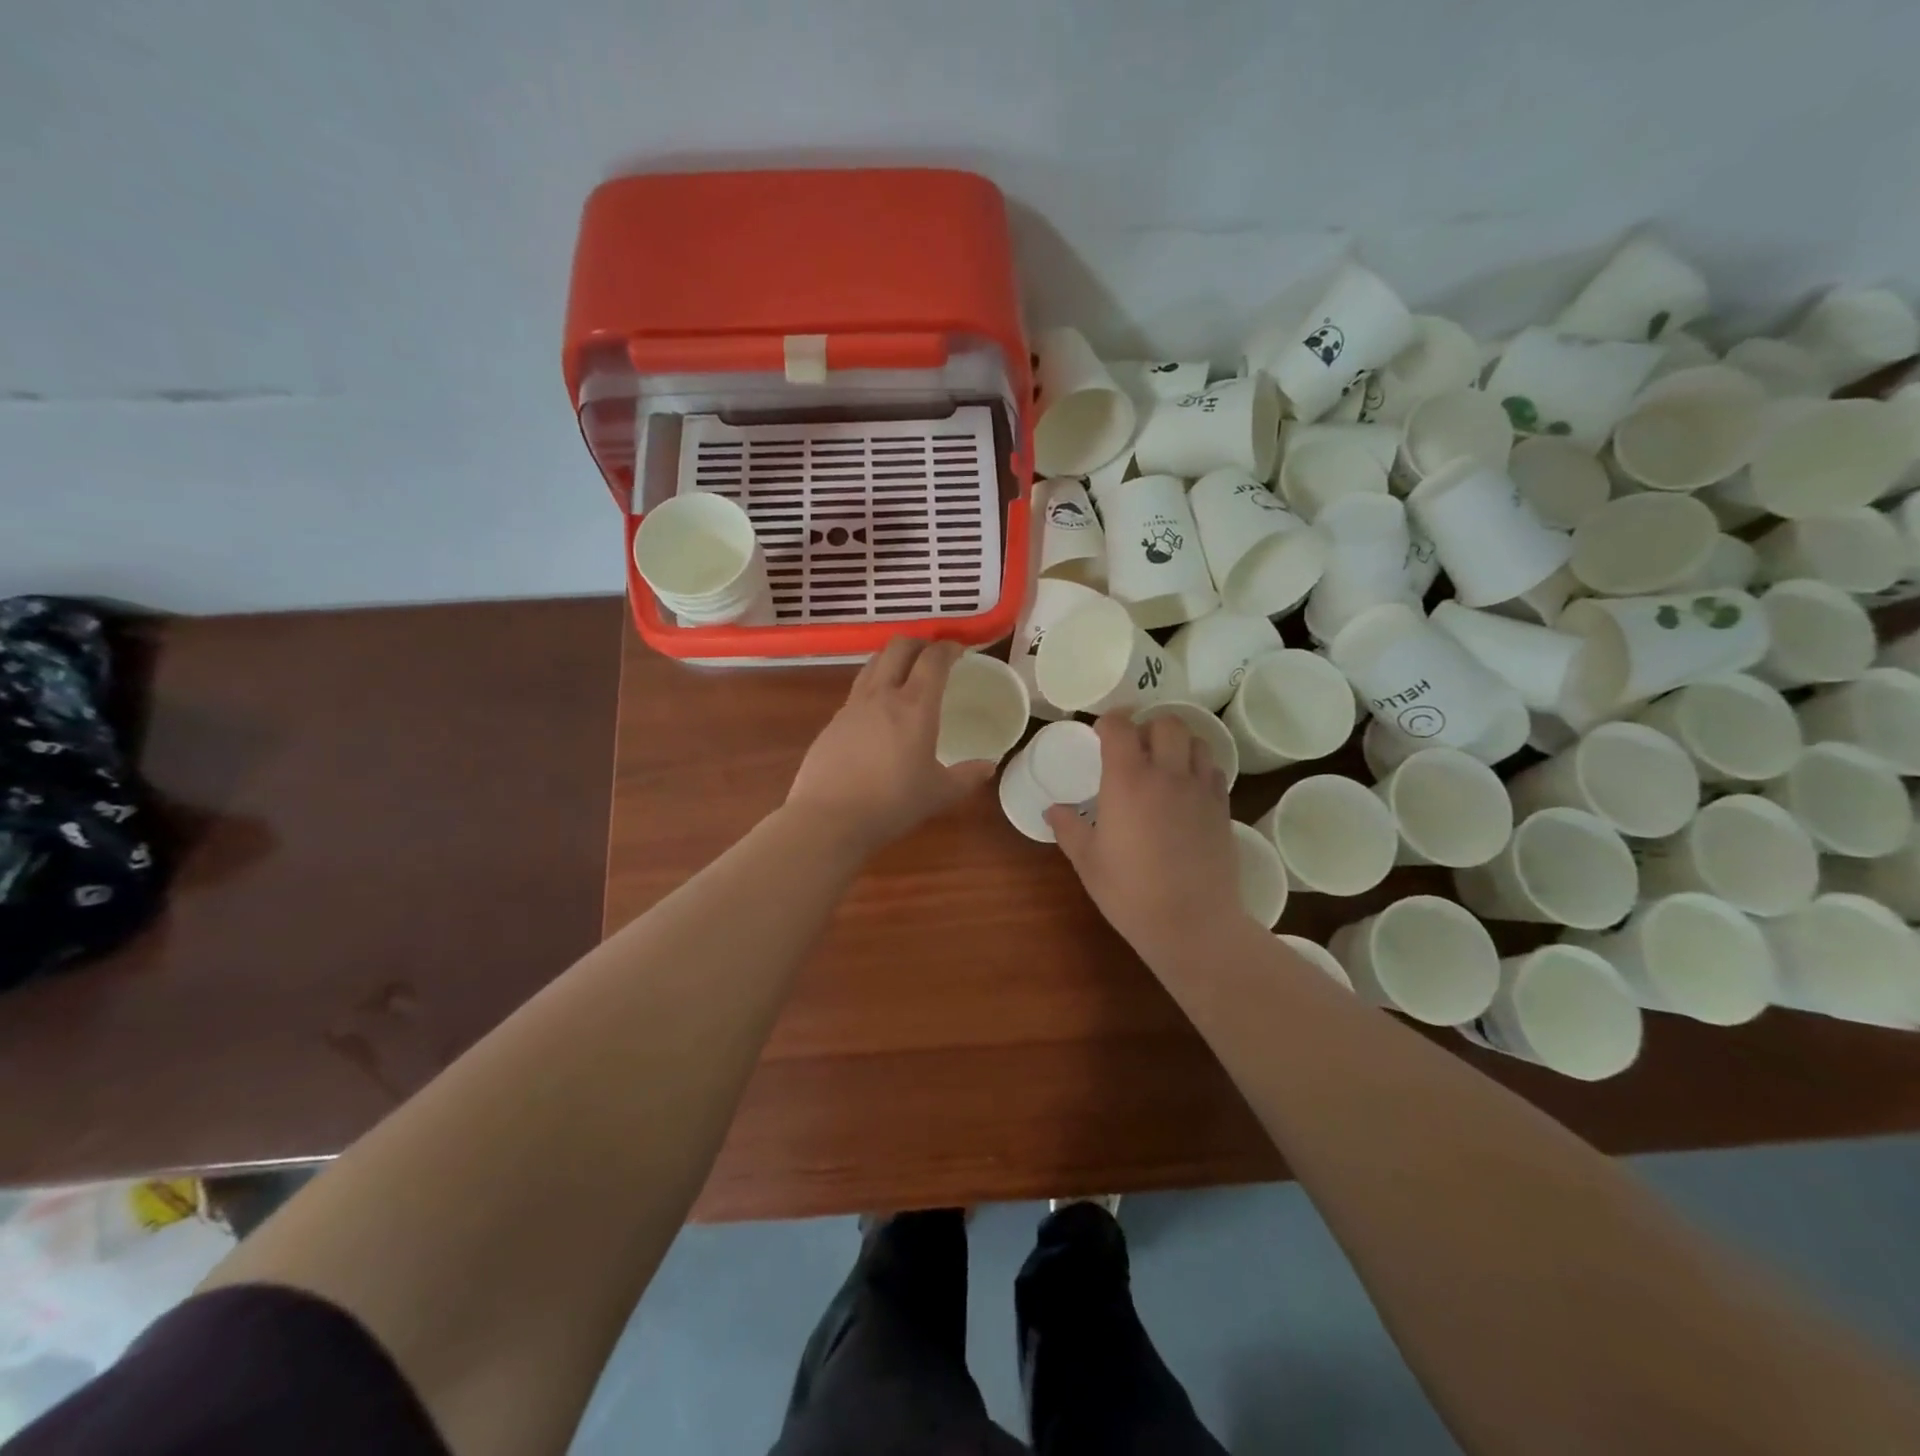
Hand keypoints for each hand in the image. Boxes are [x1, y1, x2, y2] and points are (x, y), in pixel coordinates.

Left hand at [786, 638, 997, 855]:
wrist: (828, 819)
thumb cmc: (891, 804)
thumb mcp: (939, 794)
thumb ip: (967, 776)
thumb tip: (988, 766)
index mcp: (914, 706)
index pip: (933, 659)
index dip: (948, 647)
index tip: (959, 650)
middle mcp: (882, 695)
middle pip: (898, 647)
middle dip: (919, 643)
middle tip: (932, 655)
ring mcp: (852, 706)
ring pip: (873, 663)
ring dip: (892, 658)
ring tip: (904, 674)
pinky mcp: (832, 722)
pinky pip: (857, 690)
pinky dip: (873, 686)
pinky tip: (878, 712)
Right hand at [1046, 713, 1240, 964]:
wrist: (1193, 924)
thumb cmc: (1131, 893)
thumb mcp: (1088, 862)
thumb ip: (1068, 829)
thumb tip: (1052, 810)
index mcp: (1128, 781)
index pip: (1120, 726)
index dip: (1108, 723)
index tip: (1100, 735)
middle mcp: (1167, 774)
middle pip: (1166, 723)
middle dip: (1148, 726)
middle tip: (1134, 748)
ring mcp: (1200, 789)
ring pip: (1196, 740)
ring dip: (1178, 743)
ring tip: (1164, 764)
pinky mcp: (1222, 808)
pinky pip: (1213, 769)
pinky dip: (1198, 767)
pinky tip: (1186, 790)